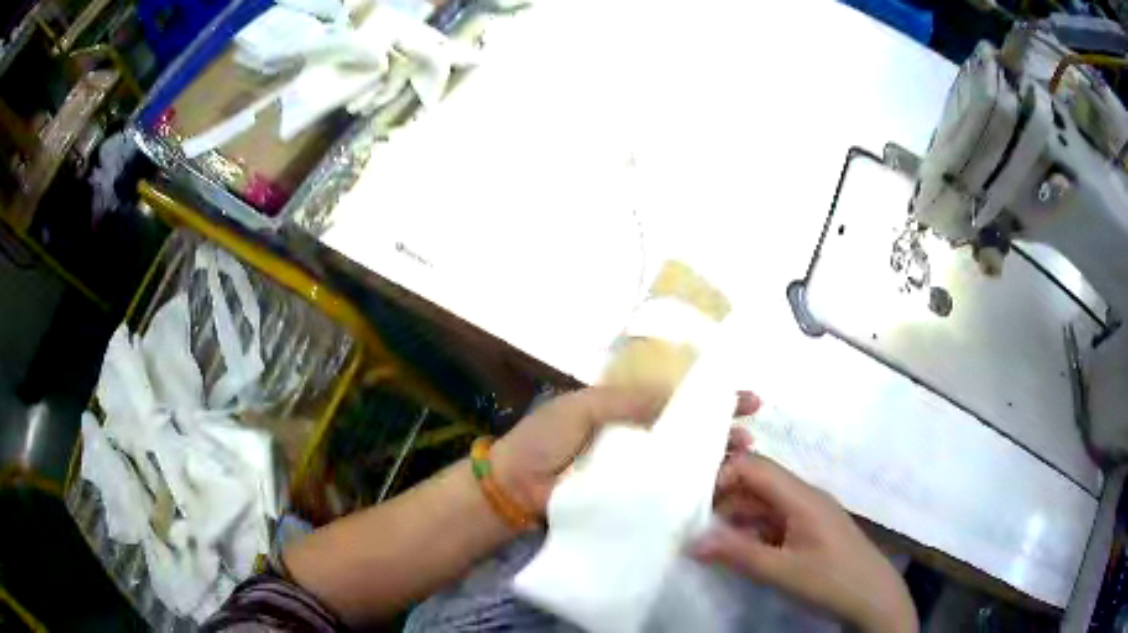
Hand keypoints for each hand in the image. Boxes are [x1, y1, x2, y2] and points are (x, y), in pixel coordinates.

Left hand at [492, 389, 760, 516]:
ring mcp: (638, 472)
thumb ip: (629, 401)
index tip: (744, 398)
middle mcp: (638, 440)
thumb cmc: (545, 439)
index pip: (677, 400)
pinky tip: (720, 488)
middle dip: (722, 429)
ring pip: (684, 462)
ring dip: (716, 458)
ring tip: (745, 455)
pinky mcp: (634, 501)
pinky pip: (668, 493)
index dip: (710, 397)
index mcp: (626, 411)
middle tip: (752, 429)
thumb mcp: (585, 406)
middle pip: (688, 432)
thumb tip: (679, 396)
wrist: (516, 487)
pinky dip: (694, 490)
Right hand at [690, 455, 917, 632]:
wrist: (874, 598)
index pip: (756, 467)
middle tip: (693, 525)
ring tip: (707, 541)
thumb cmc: (831, 579)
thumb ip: (737, 554)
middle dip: (724, 500)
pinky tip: (735, 551)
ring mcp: (808, 515)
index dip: (723, 476)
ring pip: (764, 505)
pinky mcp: (809, 532)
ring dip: (736, 519)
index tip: (694, 504)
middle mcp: (804, 497)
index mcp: (801, 496)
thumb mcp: (781, 571)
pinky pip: (774, 523)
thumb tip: (691, 540)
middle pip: (758, 484)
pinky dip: (751, 532)